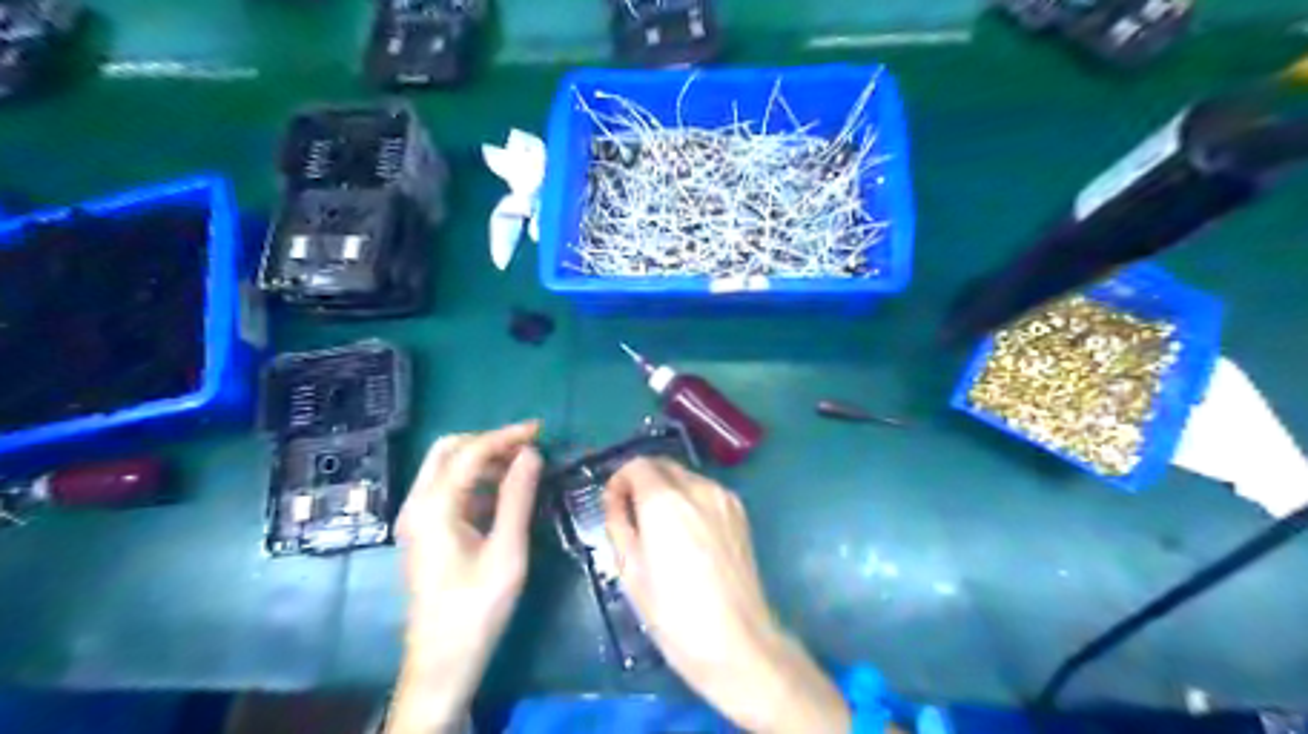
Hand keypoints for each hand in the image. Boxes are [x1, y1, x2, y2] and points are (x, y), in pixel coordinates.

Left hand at [386, 421, 542, 731]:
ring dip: (483, 459)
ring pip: (447, 468)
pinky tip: (504, 491)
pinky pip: (449, 489)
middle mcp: (418, 504)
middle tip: (527, 446)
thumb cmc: (477, 608)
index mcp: (435, 507)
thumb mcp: (507, 552)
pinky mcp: (424, 531)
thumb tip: (532, 454)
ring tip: (523, 466)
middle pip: (449, 450)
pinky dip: (476, 479)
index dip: (506, 436)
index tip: (540, 430)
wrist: (442, 660)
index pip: (471, 453)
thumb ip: (518, 498)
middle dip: (489, 441)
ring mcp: (417, 518)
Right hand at [599, 459, 847, 732]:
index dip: (619, 480)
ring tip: (662, 528)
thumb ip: (618, 522)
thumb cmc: (673, 612)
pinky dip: (690, 500)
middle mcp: (697, 487)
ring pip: (685, 477)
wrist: (735, 639)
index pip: (636, 465)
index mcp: (664, 500)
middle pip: (662, 465)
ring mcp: (723, 497)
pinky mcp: (740, 512)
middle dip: (643, 480)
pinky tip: (688, 534)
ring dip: (667, 489)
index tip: (613, 504)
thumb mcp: (629, 570)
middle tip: (633, 514)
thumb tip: (615, 499)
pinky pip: (706, 492)